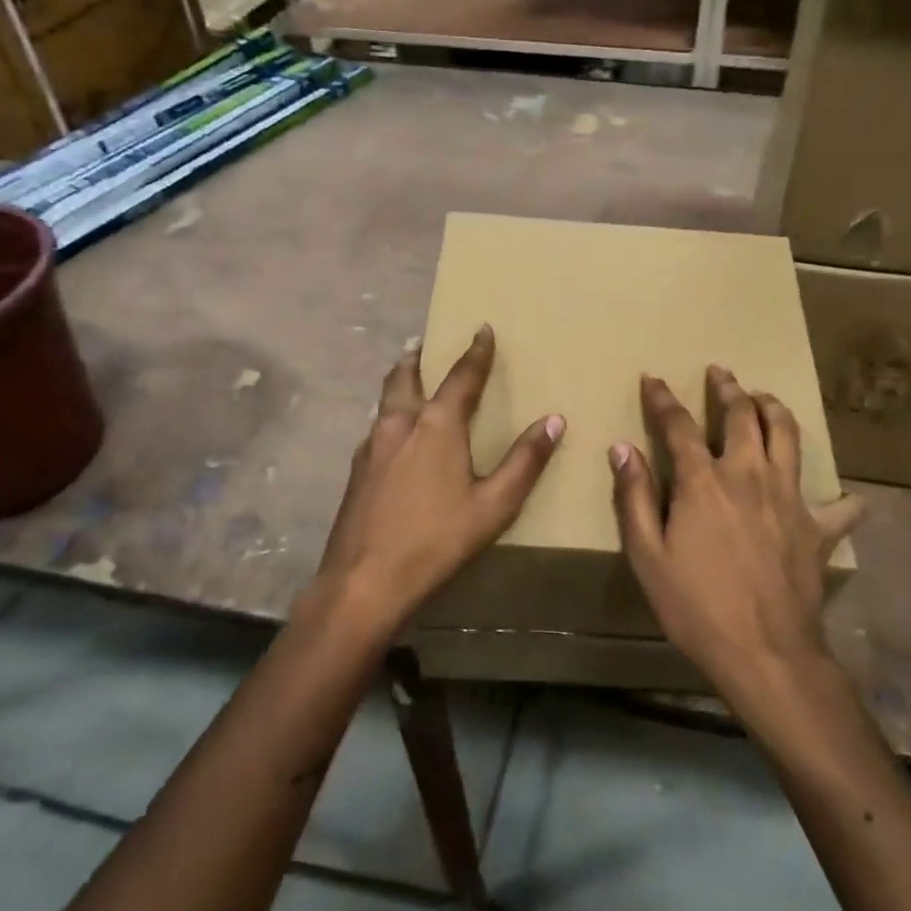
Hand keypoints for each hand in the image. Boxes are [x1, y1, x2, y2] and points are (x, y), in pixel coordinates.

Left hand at [314, 325, 563, 629]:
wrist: (363, 581)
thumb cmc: (436, 541)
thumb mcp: (494, 505)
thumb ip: (525, 461)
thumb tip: (554, 420)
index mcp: (436, 426)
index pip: (461, 377)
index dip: (475, 352)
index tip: (482, 328)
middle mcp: (398, 424)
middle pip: (405, 377)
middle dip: (418, 358)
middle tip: (424, 344)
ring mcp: (370, 447)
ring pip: (385, 401)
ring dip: (399, 384)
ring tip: (409, 381)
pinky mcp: (355, 471)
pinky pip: (376, 428)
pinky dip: (389, 416)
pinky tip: (394, 437)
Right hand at [610, 367, 864, 690]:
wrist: (764, 651)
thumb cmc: (694, 605)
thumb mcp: (647, 554)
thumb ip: (634, 496)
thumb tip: (621, 448)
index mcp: (704, 481)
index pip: (679, 425)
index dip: (663, 398)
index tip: (654, 379)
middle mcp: (749, 474)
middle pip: (742, 416)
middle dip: (728, 389)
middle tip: (721, 373)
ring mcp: (790, 498)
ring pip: (788, 436)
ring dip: (775, 409)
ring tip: (765, 398)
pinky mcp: (818, 528)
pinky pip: (839, 507)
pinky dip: (842, 499)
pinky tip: (847, 498)